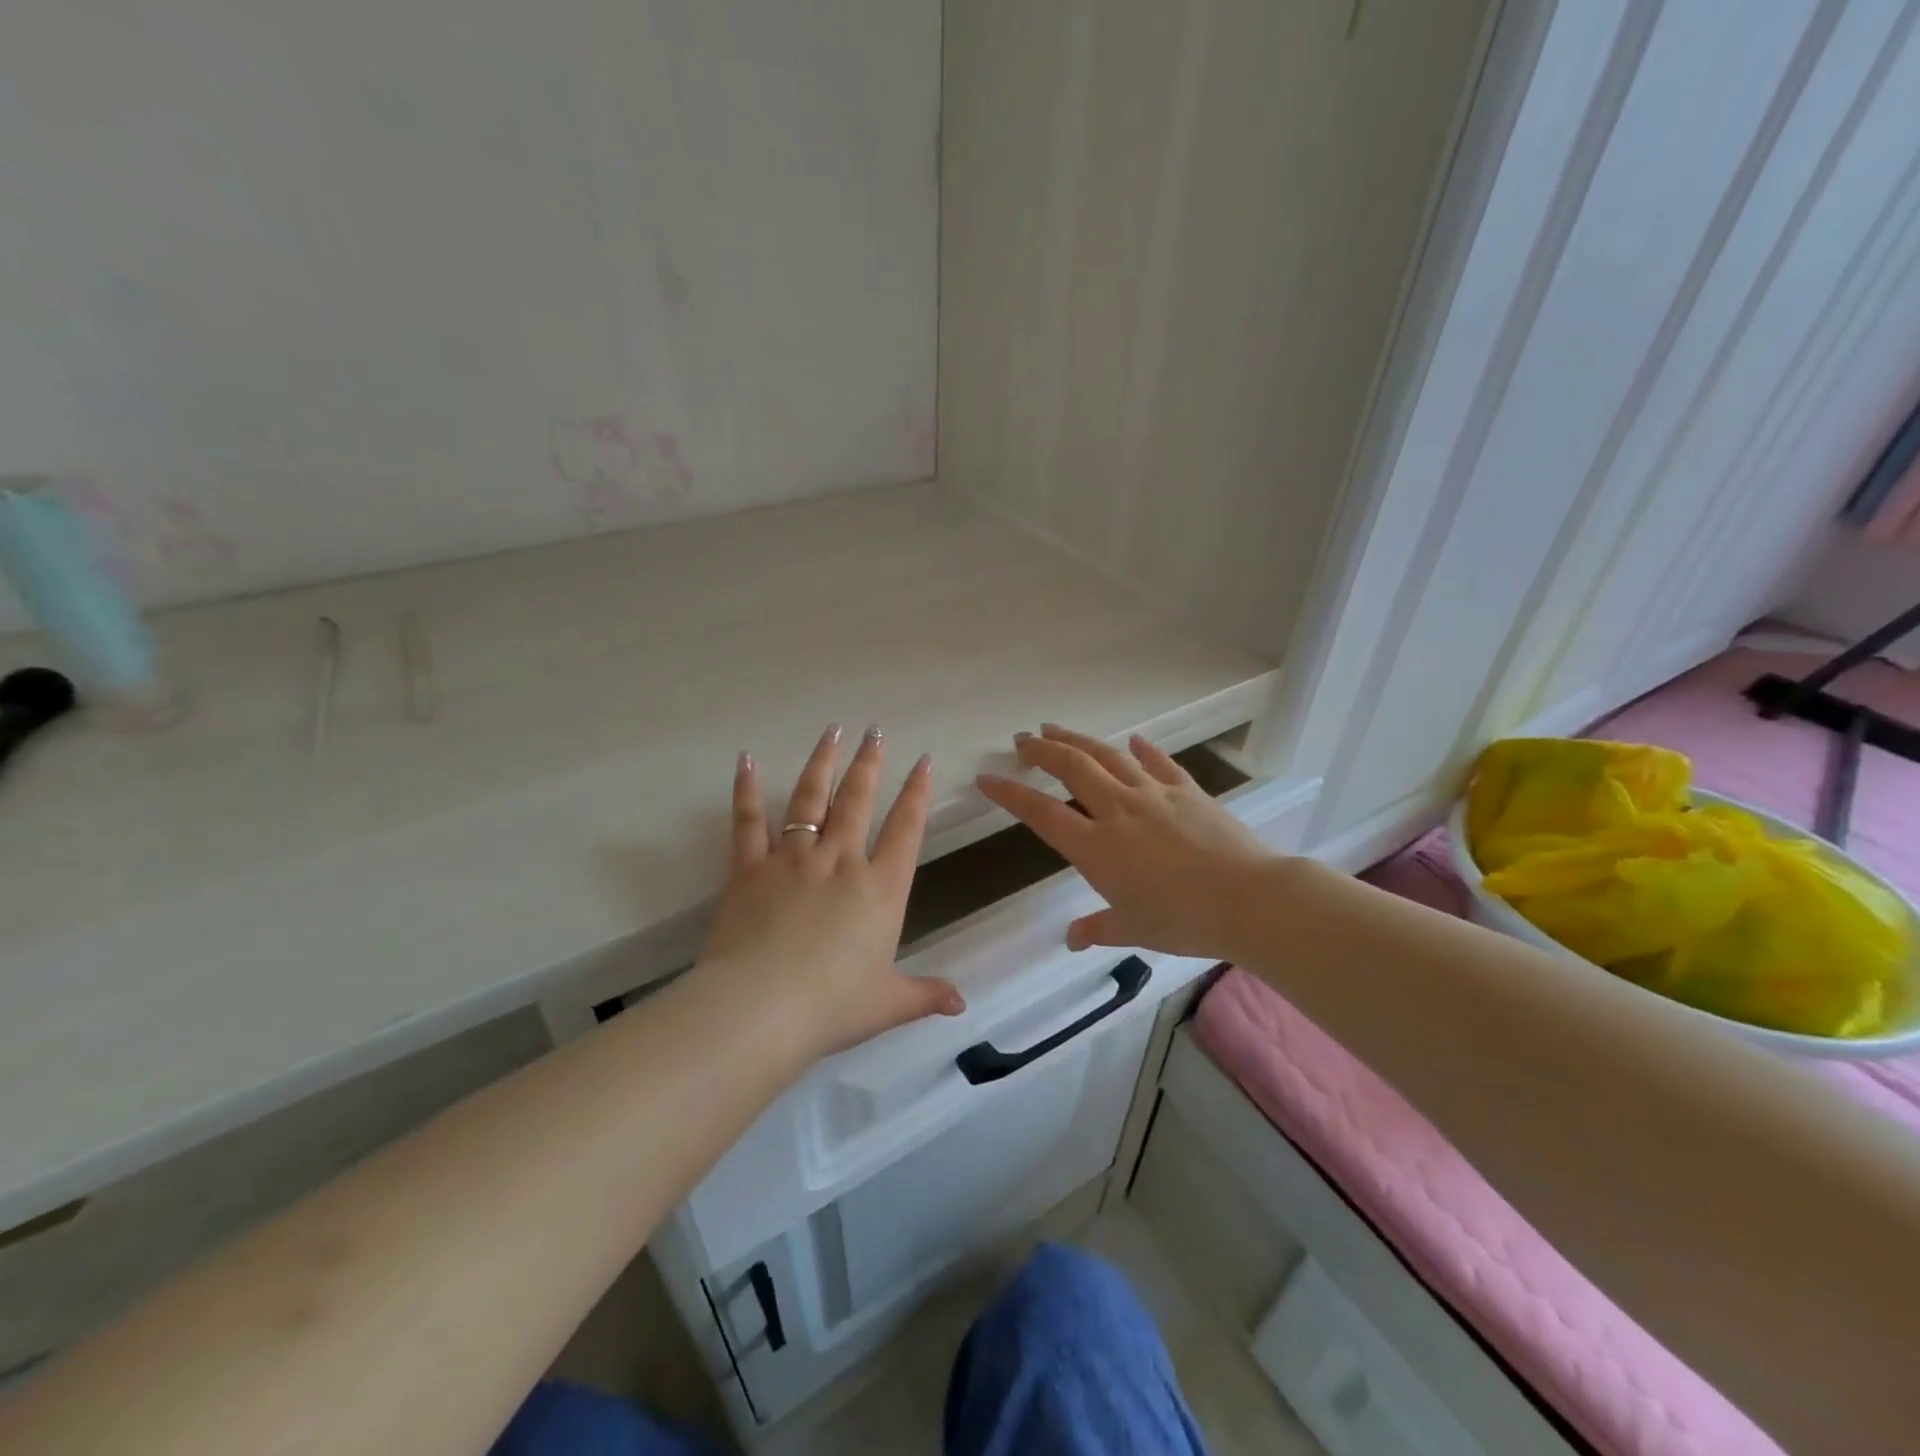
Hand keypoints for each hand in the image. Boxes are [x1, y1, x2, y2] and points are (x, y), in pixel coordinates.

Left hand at [695, 725, 964, 1059]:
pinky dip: (747, 789)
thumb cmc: (832, 1007)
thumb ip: (925, 995)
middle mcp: (840, 862)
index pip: (906, 829)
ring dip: (823, 762)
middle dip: (870, 763)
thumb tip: (961, 1005)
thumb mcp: (887, 1004)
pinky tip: (747, 759)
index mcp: (880, 889)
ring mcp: (793, 860)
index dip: (917, 793)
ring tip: (833, 731)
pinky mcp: (750, 869)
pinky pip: (748, 822)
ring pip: (811, 799)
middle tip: (875, 731)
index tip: (924, 762)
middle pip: (859, 800)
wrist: (761, 1009)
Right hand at [976, 724, 1281, 959]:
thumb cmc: (1184, 920)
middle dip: (1042, 751)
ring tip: (1057, 729)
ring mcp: (1154, 795)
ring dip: (1079, 740)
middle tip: (1022, 739)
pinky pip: (1159, 762)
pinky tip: (1134, 740)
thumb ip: (1098, 928)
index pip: (1042, 813)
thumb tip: (1072, 938)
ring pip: (1108, 756)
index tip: (987, 778)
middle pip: (1072, 768)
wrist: (1249, 899)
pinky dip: (1143, 749)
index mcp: (1097, 848)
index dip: (1010, 794)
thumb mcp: (1134, 929)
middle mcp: (1118, 811)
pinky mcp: (1188, 790)